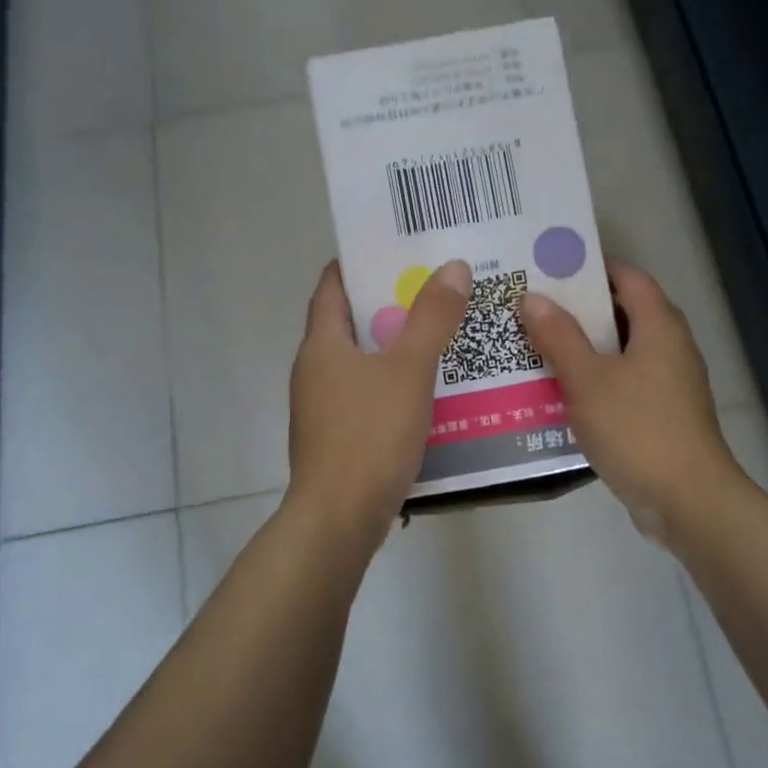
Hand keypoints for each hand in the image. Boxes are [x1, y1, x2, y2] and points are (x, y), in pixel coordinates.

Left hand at [287, 259, 471, 541]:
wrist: (339, 519)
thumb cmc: (370, 436)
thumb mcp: (408, 371)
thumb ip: (432, 319)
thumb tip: (452, 267)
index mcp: (322, 344)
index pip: (333, 285)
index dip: (362, 261)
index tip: (400, 247)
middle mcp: (315, 370)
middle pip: (352, 322)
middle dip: (392, 304)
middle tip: (439, 288)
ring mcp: (323, 407)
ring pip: (363, 362)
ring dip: (398, 347)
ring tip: (444, 334)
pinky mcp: (337, 438)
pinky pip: (368, 396)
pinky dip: (396, 385)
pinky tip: (432, 391)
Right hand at [519, 259, 741, 541]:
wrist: (687, 500)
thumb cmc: (637, 429)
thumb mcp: (588, 379)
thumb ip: (558, 336)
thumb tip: (532, 298)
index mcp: (659, 325)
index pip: (627, 277)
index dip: (589, 268)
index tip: (547, 268)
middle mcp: (669, 346)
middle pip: (621, 313)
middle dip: (577, 310)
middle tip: (529, 307)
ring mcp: (668, 383)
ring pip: (619, 352)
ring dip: (581, 348)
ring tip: (532, 345)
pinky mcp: (661, 415)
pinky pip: (622, 383)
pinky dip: (593, 380)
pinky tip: (558, 392)